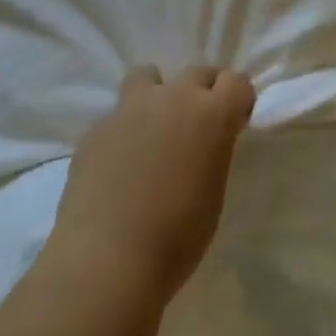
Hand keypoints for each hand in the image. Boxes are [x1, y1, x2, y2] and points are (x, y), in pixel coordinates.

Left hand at [45, 65, 255, 299]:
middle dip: (202, 93)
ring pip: (148, 77)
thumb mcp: (212, 194)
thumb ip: (211, 152)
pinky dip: (123, 131)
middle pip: (197, 73)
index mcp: (211, 114)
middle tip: (196, 128)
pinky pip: (117, 116)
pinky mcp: (97, 127)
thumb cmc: (174, 239)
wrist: (106, 262)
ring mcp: (131, 108)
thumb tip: (200, 144)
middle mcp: (174, 97)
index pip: (237, 82)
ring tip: (151, 129)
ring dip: (156, 94)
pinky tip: (117, 165)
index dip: (238, 100)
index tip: (234, 122)